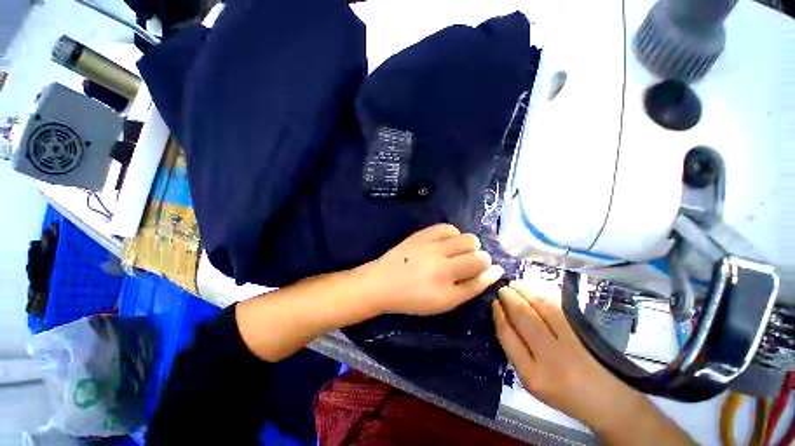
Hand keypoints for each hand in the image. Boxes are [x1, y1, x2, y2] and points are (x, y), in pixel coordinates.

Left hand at [364, 223, 503, 315]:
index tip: (477, 272)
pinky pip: (447, 227)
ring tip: (454, 254)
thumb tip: (496, 271)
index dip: (486, 267)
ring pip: (464, 236)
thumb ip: (472, 287)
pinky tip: (445, 244)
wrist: (384, 283)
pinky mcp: (422, 233)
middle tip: (463, 264)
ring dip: (466, 245)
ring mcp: (430, 242)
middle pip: (475, 246)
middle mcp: (441, 257)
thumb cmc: (415, 298)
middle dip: (477, 255)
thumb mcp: (446, 302)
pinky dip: (452, 235)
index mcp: (447, 278)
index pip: (481, 263)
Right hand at [492, 281, 653, 435]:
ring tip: (515, 285)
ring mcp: (571, 343)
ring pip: (542, 306)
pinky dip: (543, 292)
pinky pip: (559, 305)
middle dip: (509, 298)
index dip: (498, 314)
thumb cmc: (562, 391)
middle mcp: (550, 358)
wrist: (607, 400)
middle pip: (523, 316)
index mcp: (531, 375)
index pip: (506, 335)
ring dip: (525, 290)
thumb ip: (515, 350)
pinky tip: (534, 289)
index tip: (494, 303)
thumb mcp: (531, 379)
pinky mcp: (586, 332)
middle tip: (503, 290)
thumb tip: (502, 316)